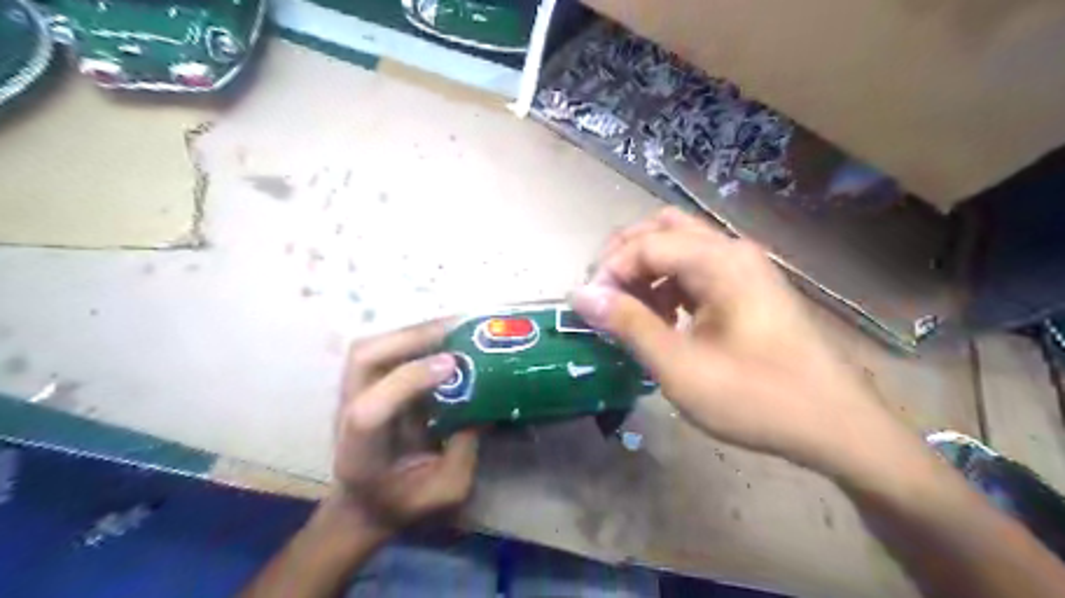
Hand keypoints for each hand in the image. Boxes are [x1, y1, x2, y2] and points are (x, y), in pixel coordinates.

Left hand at [330, 321, 478, 536]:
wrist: (363, 503)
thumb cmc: (404, 501)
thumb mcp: (446, 490)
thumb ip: (464, 449)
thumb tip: (484, 402)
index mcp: (362, 452)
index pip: (371, 410)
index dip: (409, 381)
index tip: (452, 364)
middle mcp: (348, 415)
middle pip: (362, 360)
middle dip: (410, 338)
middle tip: (457, 329)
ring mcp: (351, 394)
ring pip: (368, 347)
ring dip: (410, 332)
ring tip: (451, 326)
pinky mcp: (363, 383)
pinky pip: (381, 348)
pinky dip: (410, 336)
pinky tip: (440, 335)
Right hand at [569, 207, 909, 478]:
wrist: (836, 425)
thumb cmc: (756, 397)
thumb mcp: (680, 366)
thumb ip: (628, 324)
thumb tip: (581, 295)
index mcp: (718, 261)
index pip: (645, 244)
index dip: (608, 271)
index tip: (587, 308)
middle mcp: (732, 251)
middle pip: (662, 229)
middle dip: (624, 256)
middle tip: (604, 296)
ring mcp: (744, 268)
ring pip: (679, 247)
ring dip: (646, 270)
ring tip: (629, 310)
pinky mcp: (748, 289)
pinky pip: (696, 271)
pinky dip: (668, 285)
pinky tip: (663, 319)